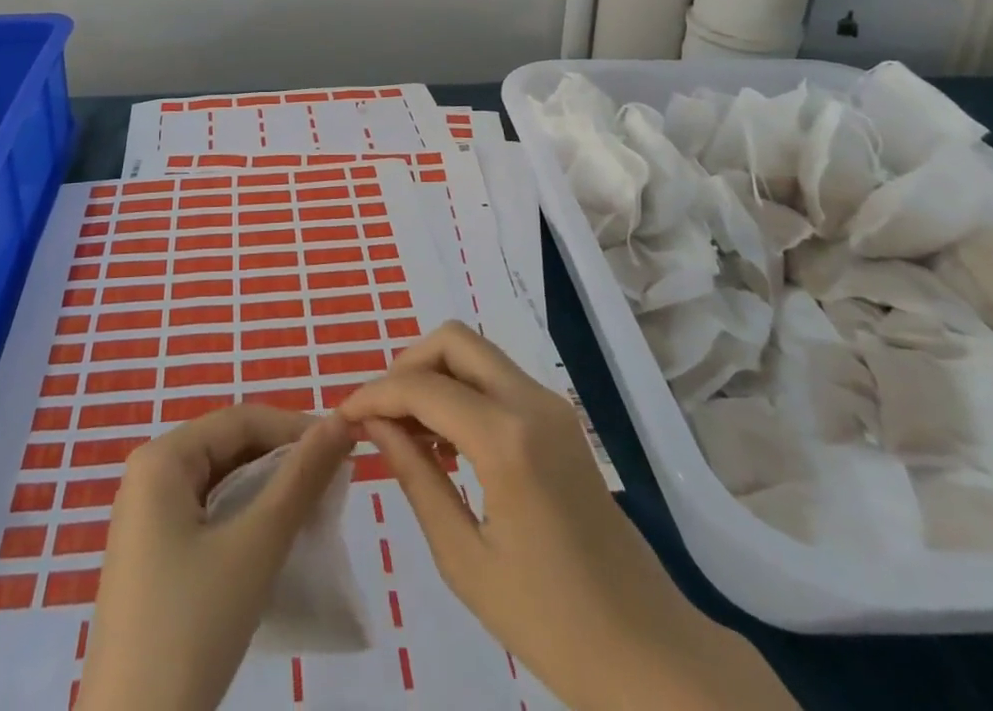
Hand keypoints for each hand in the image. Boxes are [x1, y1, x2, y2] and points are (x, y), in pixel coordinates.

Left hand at [76, 405, 355, 710]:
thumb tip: (341, 421)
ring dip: (268, 492)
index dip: (295, 427)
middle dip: (282, 461)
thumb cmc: (192, 626)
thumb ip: (300, 478)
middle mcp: (148, 476)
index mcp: (161, 459)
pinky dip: (245, 520)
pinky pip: (207, 516)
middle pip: (228, 447)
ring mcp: (146, 519)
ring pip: (221, 483)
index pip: (240, 420)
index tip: (345, 445)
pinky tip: (277, 541)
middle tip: (334, 482)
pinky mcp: (152, 557)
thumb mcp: (255, 546)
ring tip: (315, 510)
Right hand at [337, 323, 793, 710]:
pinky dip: (462, 390)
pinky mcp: (561, 419)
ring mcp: (552, 405)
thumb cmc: (551, 623)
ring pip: (476, 353)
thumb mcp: (464, 558)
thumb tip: (374, 424)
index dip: (375, 394)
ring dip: (435, 375)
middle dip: (407, 365)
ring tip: (408, 434)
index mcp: (507, 438)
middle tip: (381, 415)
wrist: (649, 652)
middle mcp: (531, 402)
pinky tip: (447, 443)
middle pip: (453, 340)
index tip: (343, 416)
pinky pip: (497, 379)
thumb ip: (415, 477)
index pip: (422, 386)